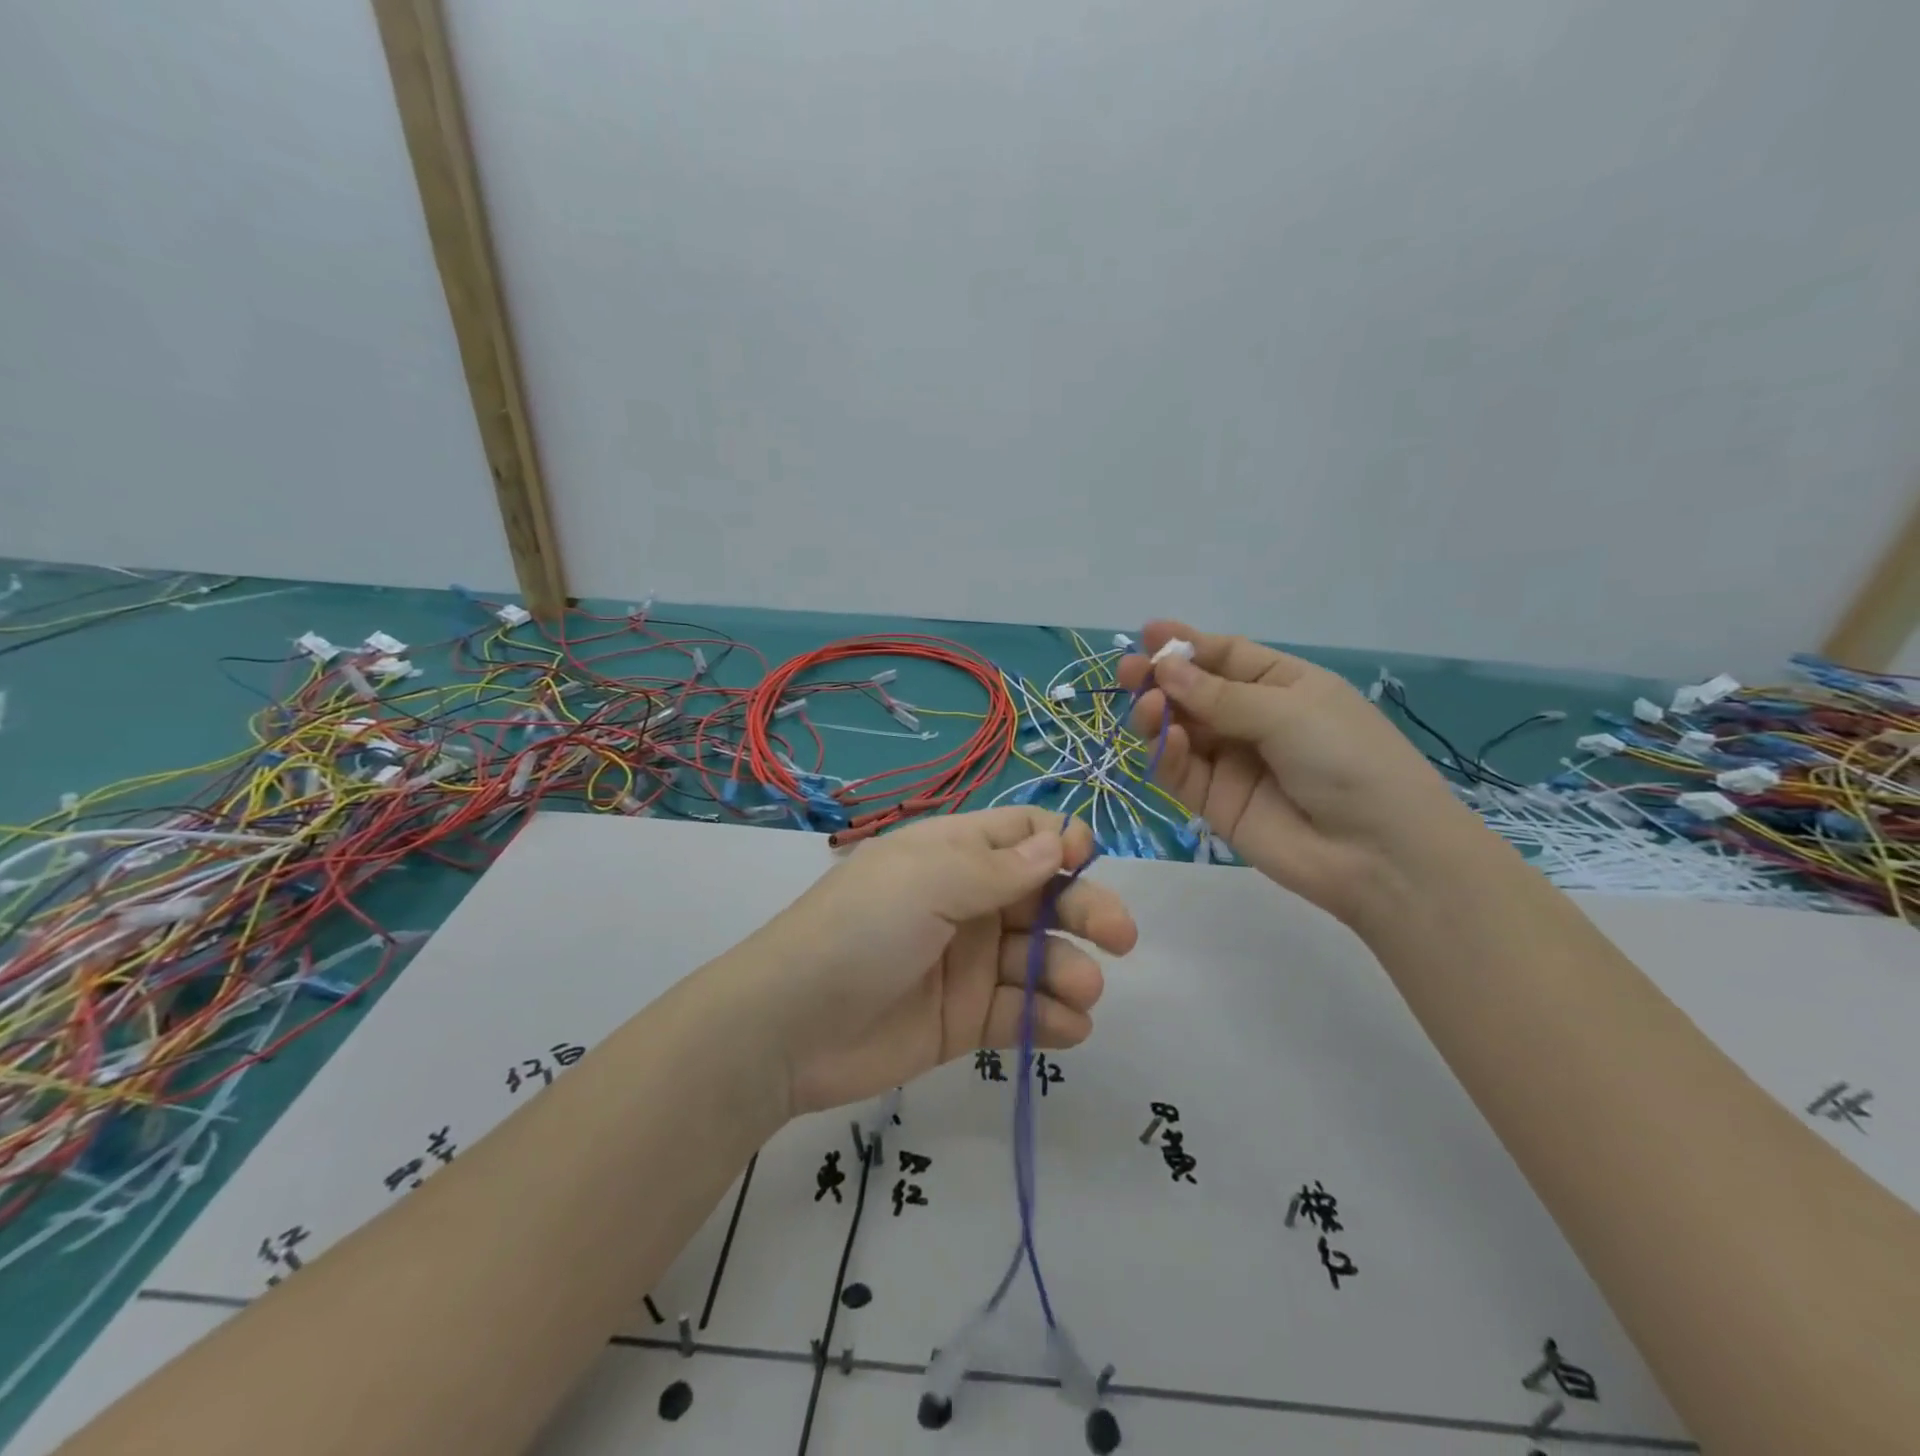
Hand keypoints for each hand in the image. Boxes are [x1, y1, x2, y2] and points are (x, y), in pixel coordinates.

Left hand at [732, 806, 1136, 1116]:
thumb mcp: (927, 881)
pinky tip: (1067, 1028)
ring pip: (1041, 958)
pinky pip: (1021, 1013)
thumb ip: (999, 866)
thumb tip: (1060, 841)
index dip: (1060, 843)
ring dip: (1070, 972)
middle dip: (1086, 911)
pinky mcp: (966, 1019)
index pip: (1022, 833)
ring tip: (1080, 994)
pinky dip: (1051, 1020)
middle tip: (1119, 938)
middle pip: (1045, 896)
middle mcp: (967, 902)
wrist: (789, 1027)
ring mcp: (969, 963)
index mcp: (953, 855)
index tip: (1083, 862)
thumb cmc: (860, 930)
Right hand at [1118, 621, 1475, 928]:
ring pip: (1179, 731)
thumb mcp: (1289, 711)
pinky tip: (1167, 741)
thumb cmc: (1348, 759)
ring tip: (1149, 708)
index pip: (1225, 657)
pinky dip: (1167, 754)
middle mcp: (1253, 720)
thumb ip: (1220, 696)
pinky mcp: (1215, 802)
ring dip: (1158, 715)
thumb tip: (1164, 670)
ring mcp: (1232, 762)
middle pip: (1194, 693)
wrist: (1378, 853)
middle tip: (1129, 673)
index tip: (1146, 634)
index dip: (1186, 644)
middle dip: (1160, 679)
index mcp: (1283, 686)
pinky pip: (1181, 771)